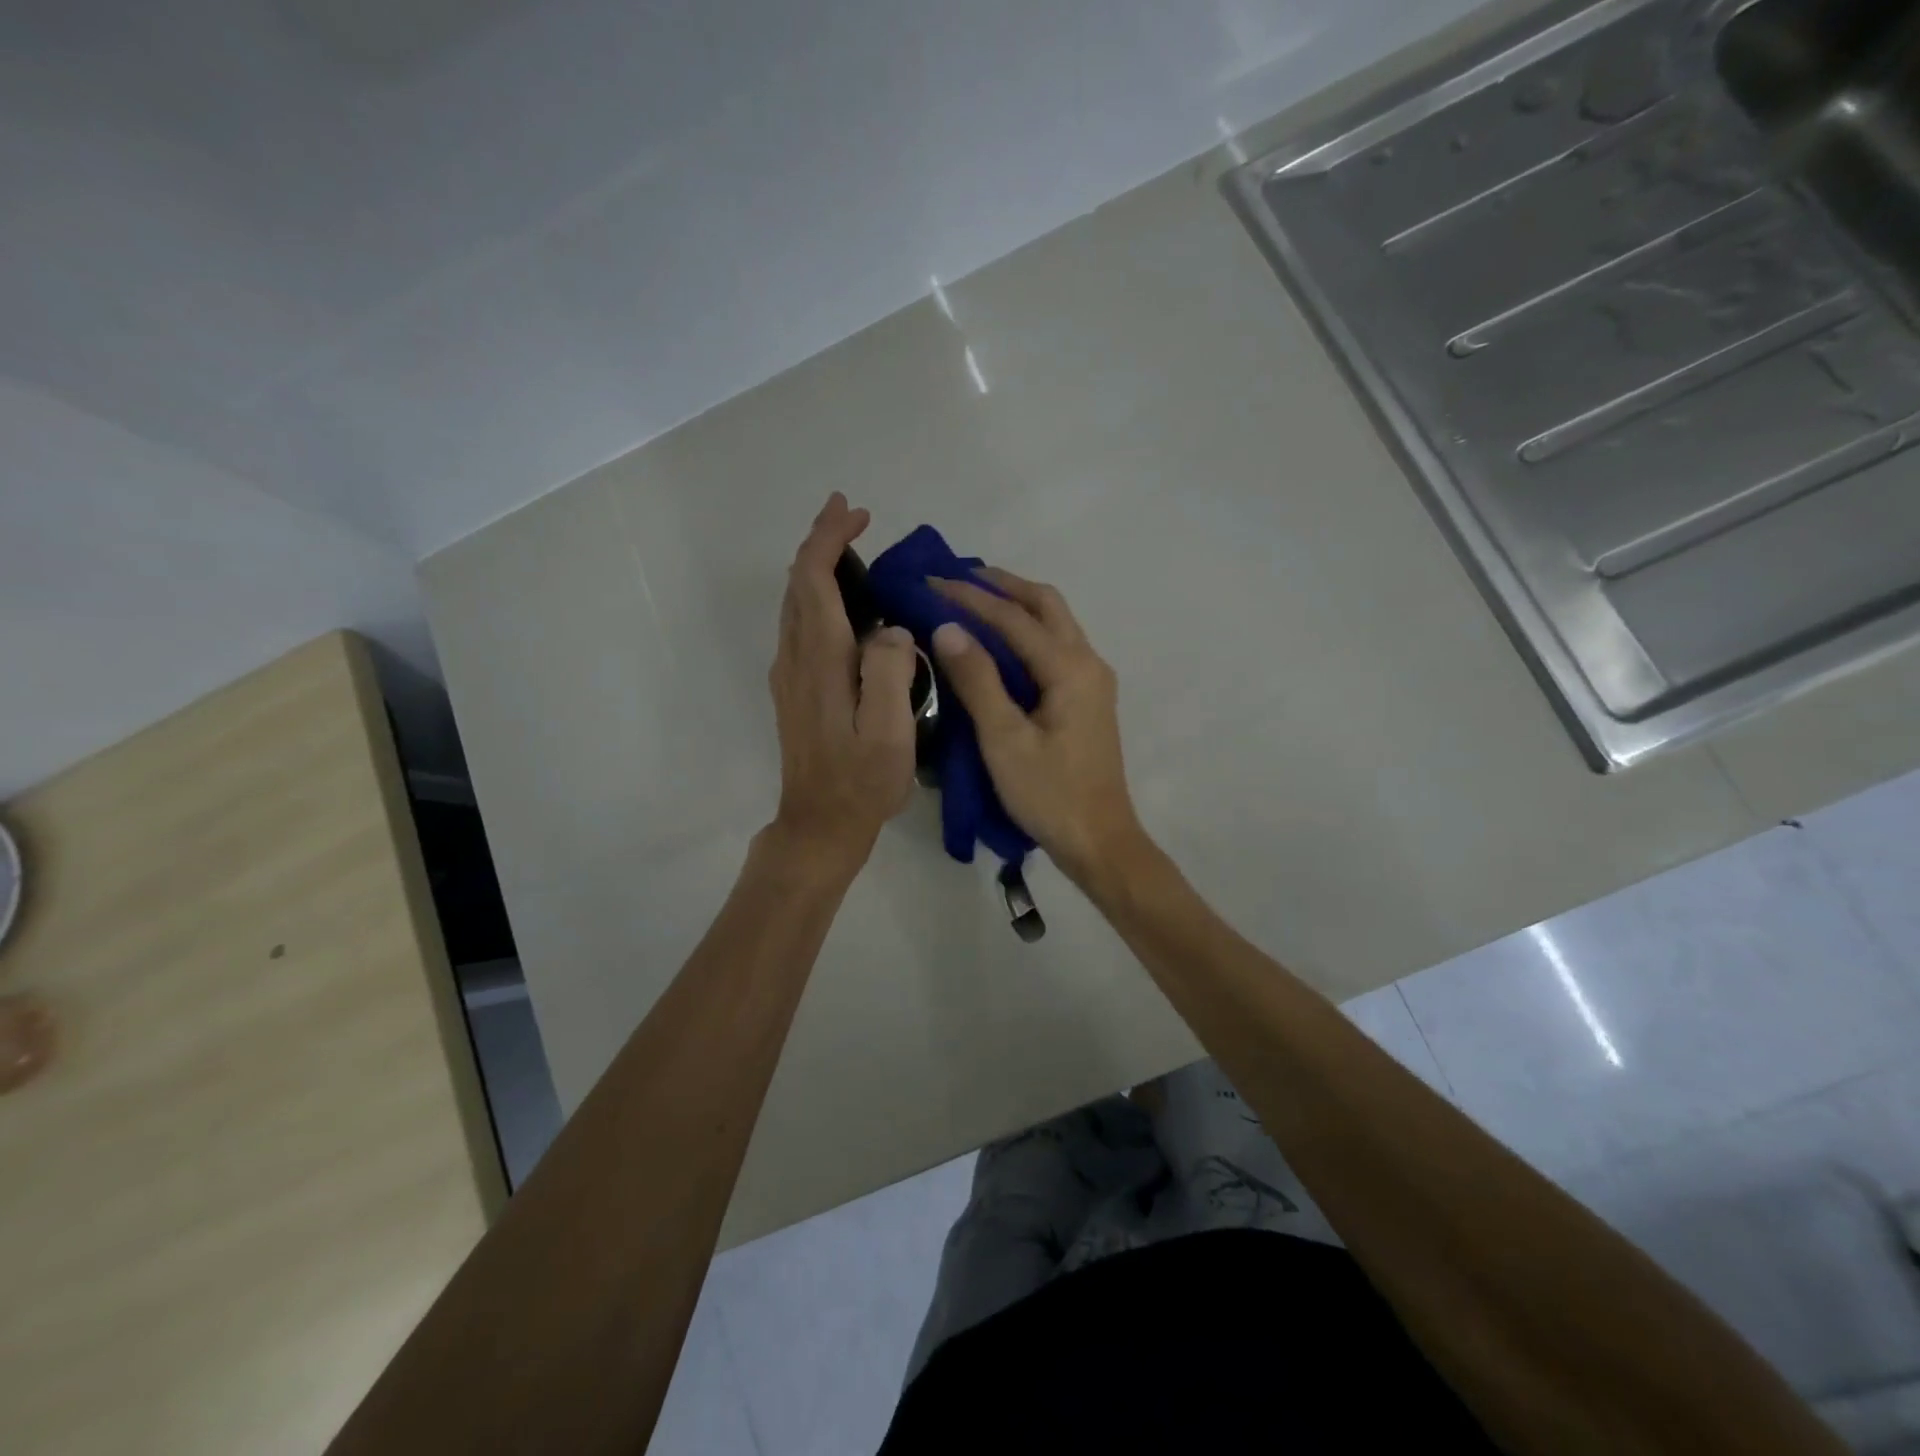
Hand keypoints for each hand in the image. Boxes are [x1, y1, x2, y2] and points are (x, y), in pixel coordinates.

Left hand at [767, 494, 918, 874]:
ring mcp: (790, 675)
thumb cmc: (861, 782)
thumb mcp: (889, 731)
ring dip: (815, 567)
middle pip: (798, 583)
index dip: (829, 539)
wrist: (819, 825)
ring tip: (846, 547)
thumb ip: (890, 671)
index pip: (814, 580)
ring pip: (794, 603)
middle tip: (850, 515)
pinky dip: (815, 596)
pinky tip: (840, 604)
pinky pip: (799, 626)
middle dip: (819, 542)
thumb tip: (889, 630)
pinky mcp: (794, 691)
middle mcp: (796, 658)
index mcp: (821, 660)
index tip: (855, 513)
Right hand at [929, 569, 1146, 888]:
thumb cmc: (1049, 794)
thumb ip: (977, 680)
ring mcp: (1093, 680)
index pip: (1013, 617)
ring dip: (1018, 604)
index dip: (970, 597)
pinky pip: (1057, 646)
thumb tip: (948, 627)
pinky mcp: (1088, 698)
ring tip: (975, 598)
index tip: (931, 581)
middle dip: (1003, 586)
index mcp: (1070, 668)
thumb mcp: (1004, 739)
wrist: (1098, 840)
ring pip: (1056, 622)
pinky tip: (1001, 642)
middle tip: (959, 577)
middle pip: (1047, 604)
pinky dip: (1028, 630)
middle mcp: (1088, 662)